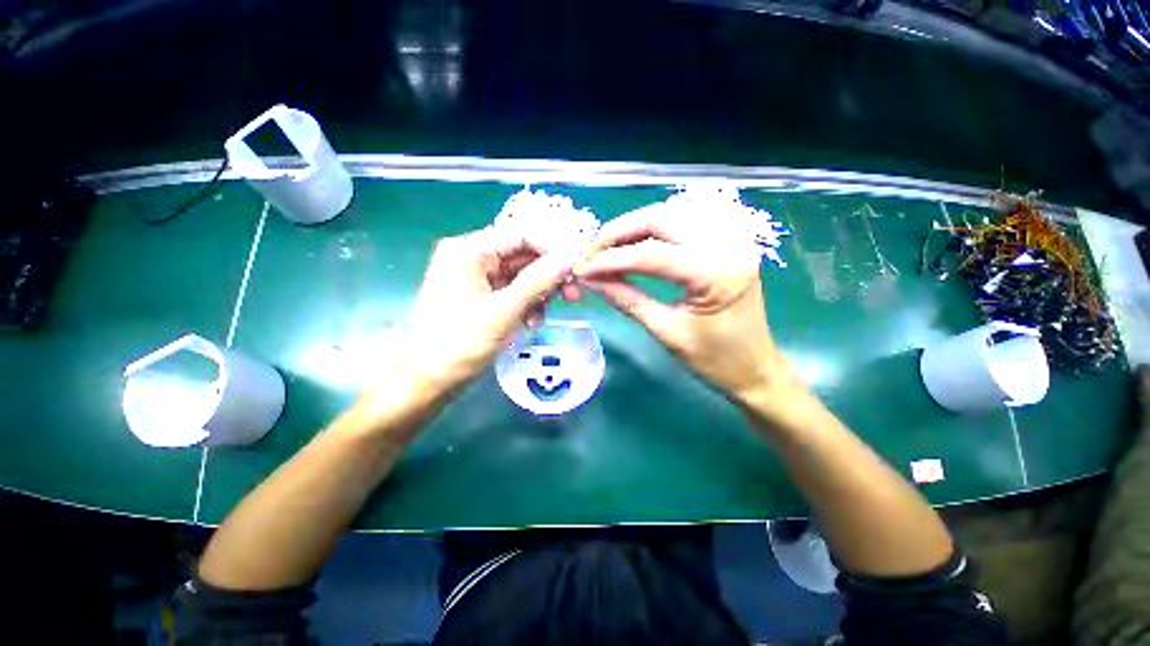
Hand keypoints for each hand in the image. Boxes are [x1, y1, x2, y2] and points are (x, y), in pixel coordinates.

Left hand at [404, 226, 575, 391]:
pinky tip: (530, 323)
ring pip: (520, 276)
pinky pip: (512, 292)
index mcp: (469, 251)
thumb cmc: (461, 343)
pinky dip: (525, 305)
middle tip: (573, 295)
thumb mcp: (504, 311)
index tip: (575, 269)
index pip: (520, 236)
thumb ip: (538, 281)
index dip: (551, 250)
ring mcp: (476, 278)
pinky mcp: (480, 296)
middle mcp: (472, 257)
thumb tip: (569, 258)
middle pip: (522, 256)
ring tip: (539, 319)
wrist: (428, 380)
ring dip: (537, 295)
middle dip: (547, 278)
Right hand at [574, 205, 792, 403]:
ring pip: (671, 214)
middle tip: (593, 253)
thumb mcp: (666, 332)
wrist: (756, 369)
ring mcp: (732, 238)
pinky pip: (684, 223)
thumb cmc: (715, 361)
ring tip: (609, 250)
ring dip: (635, 228)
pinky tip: (636, 244)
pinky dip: (654, 230)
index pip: (652, 254)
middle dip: (620, 232)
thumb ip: (626, 299)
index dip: (611, 259)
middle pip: (661, 219)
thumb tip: (590, 279)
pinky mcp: (728, 241)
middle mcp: (729, 244)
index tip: (582, 268)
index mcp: (718, 273)